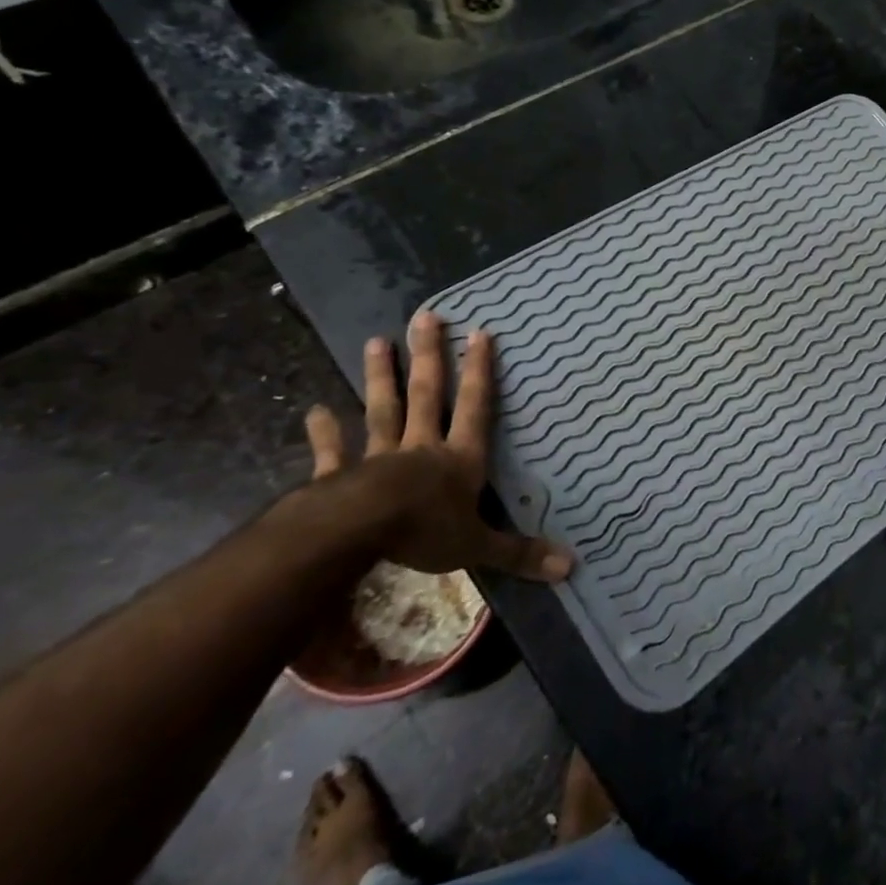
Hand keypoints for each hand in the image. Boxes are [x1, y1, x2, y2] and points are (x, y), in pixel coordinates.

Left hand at [301, 311, 572, 580]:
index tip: (480, 333)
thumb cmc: (423, 532)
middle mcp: (422, 447)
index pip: (476, 407)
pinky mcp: (341, 475)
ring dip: (381, 378)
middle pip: (428, 394)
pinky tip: (314, 411)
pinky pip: (333, 452)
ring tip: (376, 342)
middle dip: (429, 356)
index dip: (480, 372)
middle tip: (426, 317)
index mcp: (459, 458)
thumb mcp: (479, 546)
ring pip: (383, 410)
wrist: (355, 534)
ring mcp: (379, 457)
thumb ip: (520, 552)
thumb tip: (571, 567)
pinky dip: (324, 433)